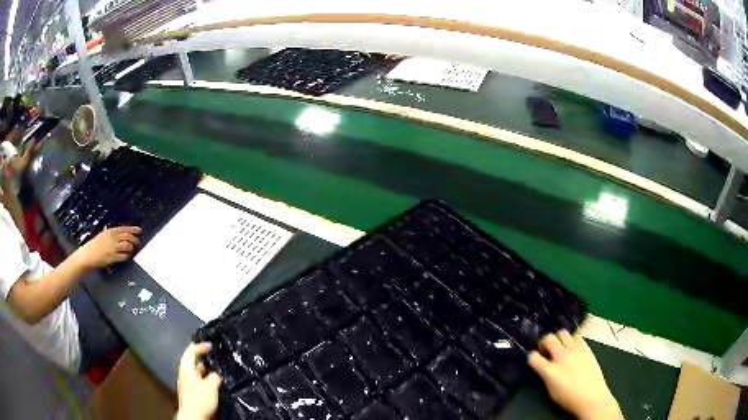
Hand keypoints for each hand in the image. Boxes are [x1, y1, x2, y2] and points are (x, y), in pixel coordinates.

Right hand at [71, 226, 140, 268]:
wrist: (88, 255)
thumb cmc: (94, 245)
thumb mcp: (103, 235)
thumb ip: (112, 234)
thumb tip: (121, 234)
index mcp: (110, 231)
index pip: (125, 228)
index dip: (133, 229)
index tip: (140, 230)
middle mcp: (113, 238)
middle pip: (128, 237)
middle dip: (135, 240)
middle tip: (138, 242)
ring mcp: (113, 248)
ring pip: (128, 246)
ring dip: (132, 248)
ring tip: (133, 250)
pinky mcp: (113, 257)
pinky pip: (124, 256)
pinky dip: (128, 256)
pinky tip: (128, 256)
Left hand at [177, 343, 221, 419]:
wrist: (193, 415)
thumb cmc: (200, 398)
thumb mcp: (211, 386)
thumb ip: (214, 377)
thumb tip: (216, 374)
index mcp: (186, 368)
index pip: (191, 352)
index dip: (200, 346)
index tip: (211, 345)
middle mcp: (185, 373)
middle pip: (192, 361)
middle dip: (202, 357)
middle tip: (212, 354)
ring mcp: (187, 383)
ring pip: (196, 371)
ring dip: (205, 368)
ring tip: (216, 368)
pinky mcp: (191, 392)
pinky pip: (198, 379)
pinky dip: (205, 377)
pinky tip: (213, 381)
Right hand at [528, 331, 623, 419]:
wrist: (592, 397)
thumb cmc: (569, 399)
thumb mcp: (551, 390)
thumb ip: (545, 375)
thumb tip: (543, 366)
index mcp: (549, 371)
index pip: (533, 356)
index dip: (532, 357)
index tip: (535, 359)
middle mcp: (561, 357)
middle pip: (548, 339)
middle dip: (544, 343)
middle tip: (546, 350)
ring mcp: (575, 350)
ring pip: (562, 333)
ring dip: (558, 339)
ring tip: (559, 346)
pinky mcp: (586, 348)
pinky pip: (576, 336)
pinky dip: (572, 340)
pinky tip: (572, 348)